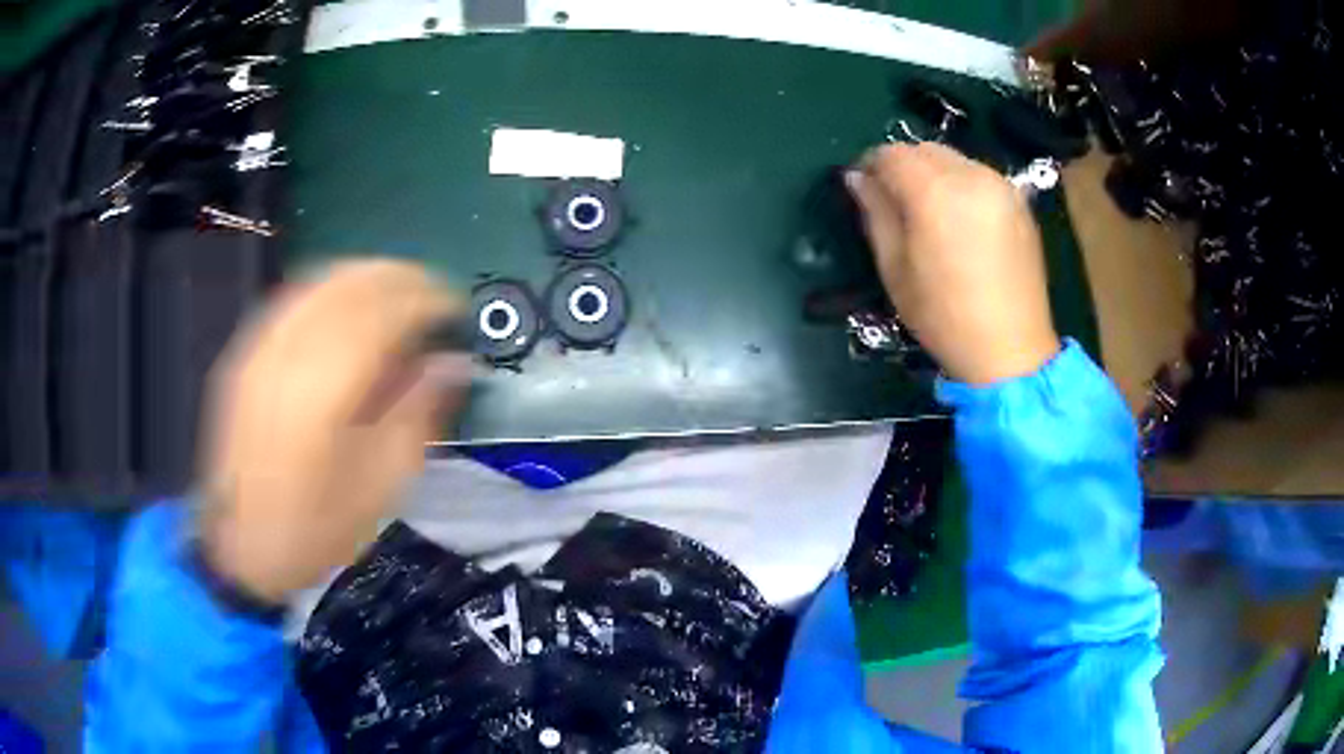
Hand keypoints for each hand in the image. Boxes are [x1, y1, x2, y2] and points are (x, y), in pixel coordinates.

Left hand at [197, 259, 470, 601]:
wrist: (243, 548)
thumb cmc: (318, 529)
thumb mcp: (381, 485)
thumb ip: (417, 413)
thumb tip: (453, 363)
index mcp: (324, 392)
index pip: (382, 313)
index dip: (425, 298)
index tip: (455, 308)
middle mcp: (286, 355)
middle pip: (348, 284)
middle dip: (398, 278)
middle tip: (432, 295)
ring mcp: (258, 350)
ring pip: (317, 282)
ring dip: (364, 276)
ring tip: (397, 293)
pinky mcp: (244, 357)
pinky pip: (292, 300)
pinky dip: (329, 289)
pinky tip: (348, 305)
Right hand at [847, 142, 1059, 384]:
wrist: (1011, 350)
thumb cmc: (944, 317)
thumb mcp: (895, 269)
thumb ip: (875, 213)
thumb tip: (857, 178)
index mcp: (935, 192)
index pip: (891, 154)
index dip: (870, 166)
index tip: (863, 188)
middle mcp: (971, 175)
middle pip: (923, 149)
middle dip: (902, 166)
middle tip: (895, 202)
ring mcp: (1000, 185)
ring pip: (953, 159)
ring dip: (933, 173)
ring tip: (930, 213)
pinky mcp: (1019, 200)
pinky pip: (978, 175)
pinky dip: (960, 184)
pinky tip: (961, 220)